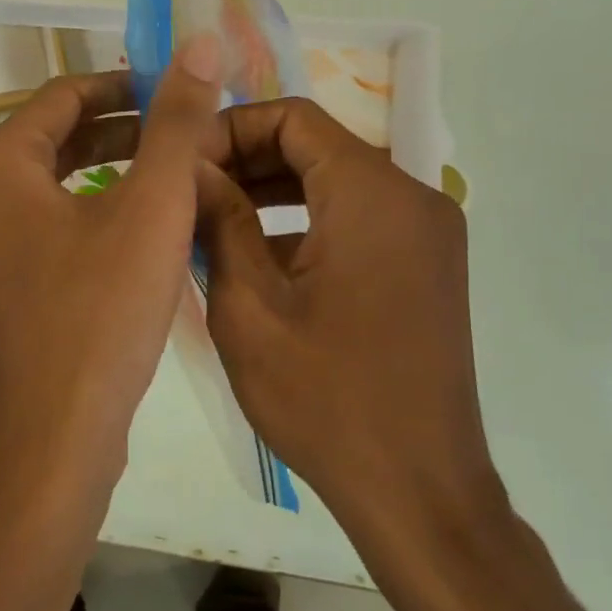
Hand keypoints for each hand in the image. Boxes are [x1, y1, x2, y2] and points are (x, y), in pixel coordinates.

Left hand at [0, 34, 222, 506]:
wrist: (52, 442)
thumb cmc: (99, 315)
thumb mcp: (151, 208)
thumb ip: (176, 122)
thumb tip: (200, 42)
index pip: (62, 95)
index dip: (123, 84)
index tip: (176, 90)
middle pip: (55, 139)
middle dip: (121, 128)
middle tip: (183, 131)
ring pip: (54, 186)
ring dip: (110, 171)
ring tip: (171, 174)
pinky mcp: (2, 291)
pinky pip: (49, 228)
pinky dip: (92, 213)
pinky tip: (139, 231)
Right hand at [194, 97, 510, 550]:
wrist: (419, 493)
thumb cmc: (325, 399)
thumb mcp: (248, 306)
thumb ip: (218, 219)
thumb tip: (188, 163)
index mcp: (372, 194)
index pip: (293, 117)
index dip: (231, 128)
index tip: (184, 164)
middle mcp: (411, 197)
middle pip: (316, 145)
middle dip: (247, 160)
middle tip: (188, 193)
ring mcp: (426, 233)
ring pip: (335, 182)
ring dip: (272, 192)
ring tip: (210, 223)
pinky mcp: (426, 266)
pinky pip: (357, 219)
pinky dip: (306, 222)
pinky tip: (257, 259)